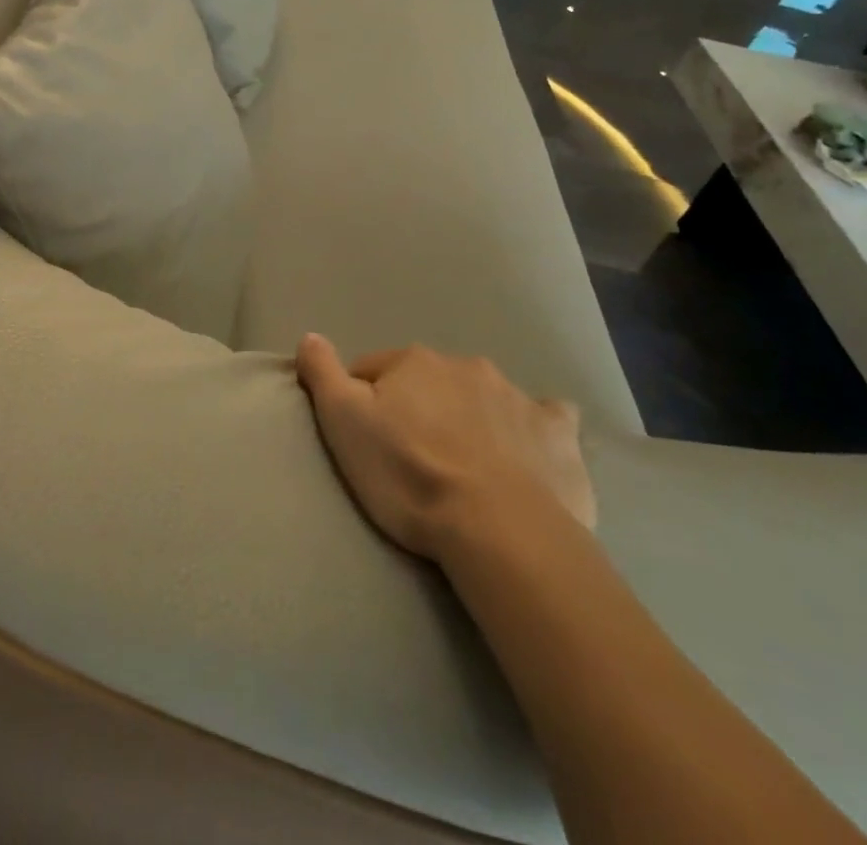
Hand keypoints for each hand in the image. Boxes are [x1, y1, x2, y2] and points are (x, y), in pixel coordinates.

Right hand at [295, 336, 594, 565]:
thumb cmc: (410, 475)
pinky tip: (528, 454)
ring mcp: (516, 396)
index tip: (365, 441)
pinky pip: (545, 418)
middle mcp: (465, 366)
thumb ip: (323, 374)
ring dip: (470, 417)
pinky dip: (532, 429)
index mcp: (414, 362)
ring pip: (482, 397)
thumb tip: (309, 336)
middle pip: (429, 382)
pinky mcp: (557, 433)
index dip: (362, 403)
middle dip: (419, 409)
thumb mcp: (345, 424)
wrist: (499, 530)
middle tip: (414, 459)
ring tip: (465, 468)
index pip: (372, 370)